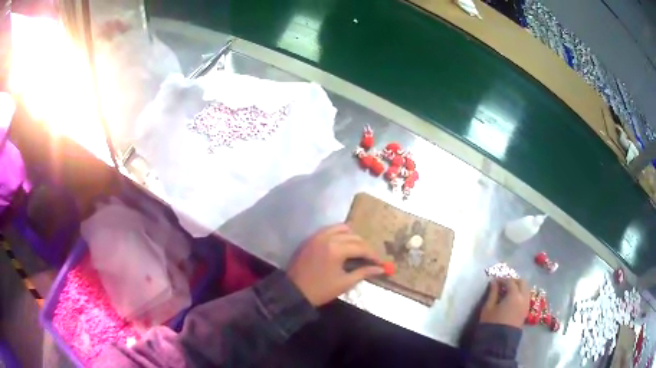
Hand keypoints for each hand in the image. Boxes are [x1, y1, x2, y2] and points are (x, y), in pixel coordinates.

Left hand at [287, 224, 384, 306]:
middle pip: (353, 236)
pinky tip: (343, 245)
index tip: (380, 262)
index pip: (361, 247)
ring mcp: (317, 236)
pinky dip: (339, 234)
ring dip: (352, 237)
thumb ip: (364, 272)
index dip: (373, 255)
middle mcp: (327, 238)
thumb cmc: (320, 290)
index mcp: (336, 249)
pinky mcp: (311, 238)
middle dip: (364, 246)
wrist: (294, 292)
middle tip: (370, 258)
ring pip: (341, 228)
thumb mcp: (345, 283)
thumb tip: (381, 269)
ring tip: (357, 250)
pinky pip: (329, 230)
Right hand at [479, 278, 529, 327]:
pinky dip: (520, 295)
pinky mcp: (526, 312)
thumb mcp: (488, 308)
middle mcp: (523, 298)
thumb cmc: (491, 324)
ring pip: (526, 289)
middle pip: (522, 282)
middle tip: (503, 284)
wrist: (498, 342)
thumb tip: (494, 282)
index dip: (502, 279)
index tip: (495, 281)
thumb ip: (492, 293)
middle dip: (513, 281)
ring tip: (508, 292)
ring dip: (518, 287)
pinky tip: (512, 300)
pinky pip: (526, 297)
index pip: (510, 281)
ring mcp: (526, 305)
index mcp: (514, 295)